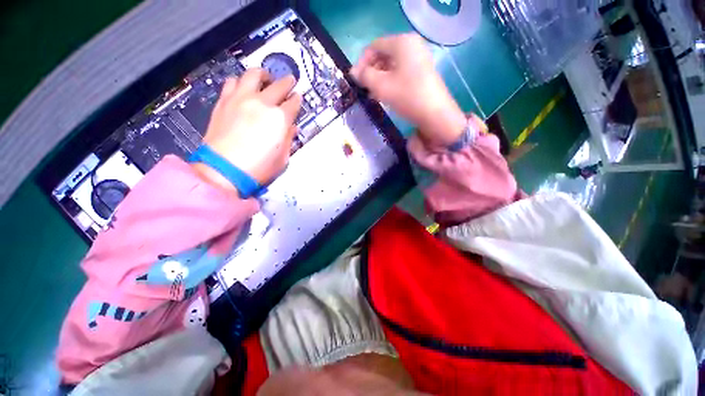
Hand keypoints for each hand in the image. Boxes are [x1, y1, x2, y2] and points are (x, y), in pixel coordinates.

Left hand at [195, 69, 302, 193]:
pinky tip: (243, 87)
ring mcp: (241, 99)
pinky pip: (232, 82)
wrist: (224, 169)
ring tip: (265, 78)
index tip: (298, 97)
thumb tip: (290, 128)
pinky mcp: (224, 101)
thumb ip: (288, 139)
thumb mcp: (283, 158)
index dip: (297, 100)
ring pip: (253, 75)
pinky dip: (241, 81)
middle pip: (278, 85)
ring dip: (262, 74)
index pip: (293, 103)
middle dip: (287, 82)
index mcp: (280, 118)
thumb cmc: (258, 167)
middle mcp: (262, 103)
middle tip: (290, 81)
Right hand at [350, 33, 466, 146]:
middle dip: (371, 71)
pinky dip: (390, 81)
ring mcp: (419, 58)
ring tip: (373, 94)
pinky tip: (385, 95)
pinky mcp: (422, 72)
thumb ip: (365, 76)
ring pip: (392, 65)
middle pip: (384, 54)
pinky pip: (401, 72)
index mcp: (402, 42)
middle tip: (364, 88)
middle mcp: (412, 45)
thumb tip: (353, 72)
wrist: (435, 114)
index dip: (362, 62)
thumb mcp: (381, 86)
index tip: (356, 80)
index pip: (374, 46)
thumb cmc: (407, 96)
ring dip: (379, 78)